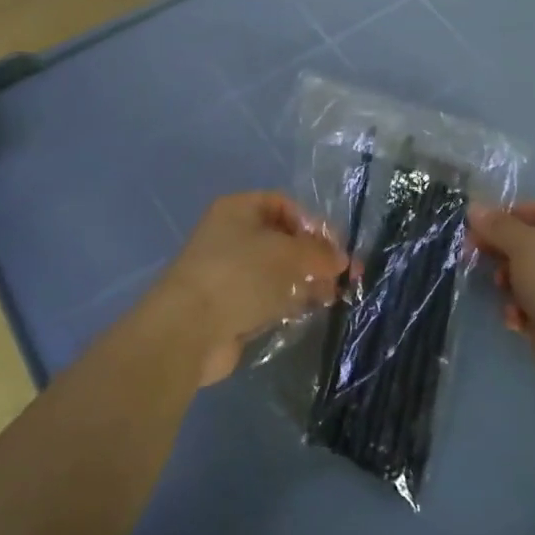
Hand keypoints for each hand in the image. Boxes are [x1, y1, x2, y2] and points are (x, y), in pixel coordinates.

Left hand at [152, 192, 346, 387]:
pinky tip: (310, 310)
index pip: (284, 205)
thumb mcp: (288, 254)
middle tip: (345, 277)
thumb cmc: (239, 275)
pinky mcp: (231, 306)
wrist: (189, 329)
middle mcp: (232, 235)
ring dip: (306, 281)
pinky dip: (289, 302)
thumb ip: (320, 253)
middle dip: (315, 256)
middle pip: (283, 239)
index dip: (313, 223)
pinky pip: (268, 297)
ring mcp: (230, 272)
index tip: (336, 247)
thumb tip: (343, 260)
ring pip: (278, 271)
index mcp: (238, 209)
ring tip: (334, 296)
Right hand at [468, 202, 534, 390]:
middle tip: (471, 253)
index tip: (474, 227)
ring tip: (502, 289)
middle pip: (530, 245)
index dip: (503, 217)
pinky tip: (515, 320)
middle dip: (501, 252)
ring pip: (529, 277)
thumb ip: (498, 225)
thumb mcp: (524, 244)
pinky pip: (534, 306)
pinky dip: (521, 311)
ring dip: (509, 283)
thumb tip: (475, 207)